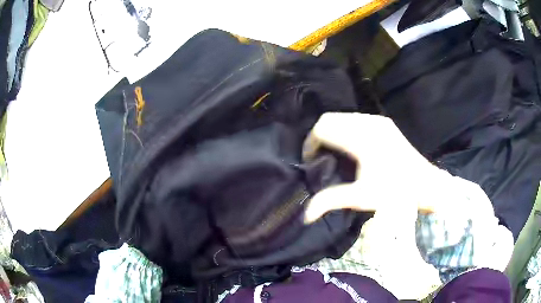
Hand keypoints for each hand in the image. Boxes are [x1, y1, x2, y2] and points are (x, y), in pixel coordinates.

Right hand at [304, 113, 444, 222]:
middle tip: (320, 158)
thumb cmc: (395, 193)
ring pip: (342, 117)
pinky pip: (356, 118)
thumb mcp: (361, 198)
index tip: (311, 161)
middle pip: (330, 119)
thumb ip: (330, 201)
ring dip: (333, 132)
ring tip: (334, 153)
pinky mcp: (384, 122)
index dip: (310, 143)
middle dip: (319, 137)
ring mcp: (378, 120)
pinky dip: (346, 129)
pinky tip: (351, 146)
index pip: (322, 128)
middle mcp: (368, 123)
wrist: (425, 184)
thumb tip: (305, 215)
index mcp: (360, 139)